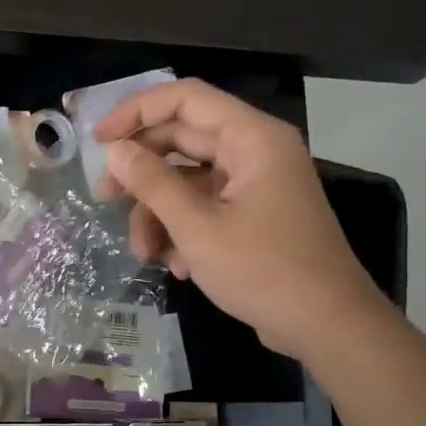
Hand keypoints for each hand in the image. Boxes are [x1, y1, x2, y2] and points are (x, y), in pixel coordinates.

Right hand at [94, 79, 387, 360]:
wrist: (326, 325)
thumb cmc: (264, 270)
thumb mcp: (198, 227)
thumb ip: (153, 184)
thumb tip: (115, 151)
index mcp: (251, 138)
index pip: (185, 99)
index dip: (137, 112)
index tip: (99, 140)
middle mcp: (254, 152)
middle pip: (182, 141)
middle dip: (142, 173)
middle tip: (104, 198)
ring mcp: (254, 185)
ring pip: (188, 181)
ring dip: (159, 213)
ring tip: (145, 253)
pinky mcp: (253, 216)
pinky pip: (205, 207)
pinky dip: (183, 231)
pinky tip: (177, 266)